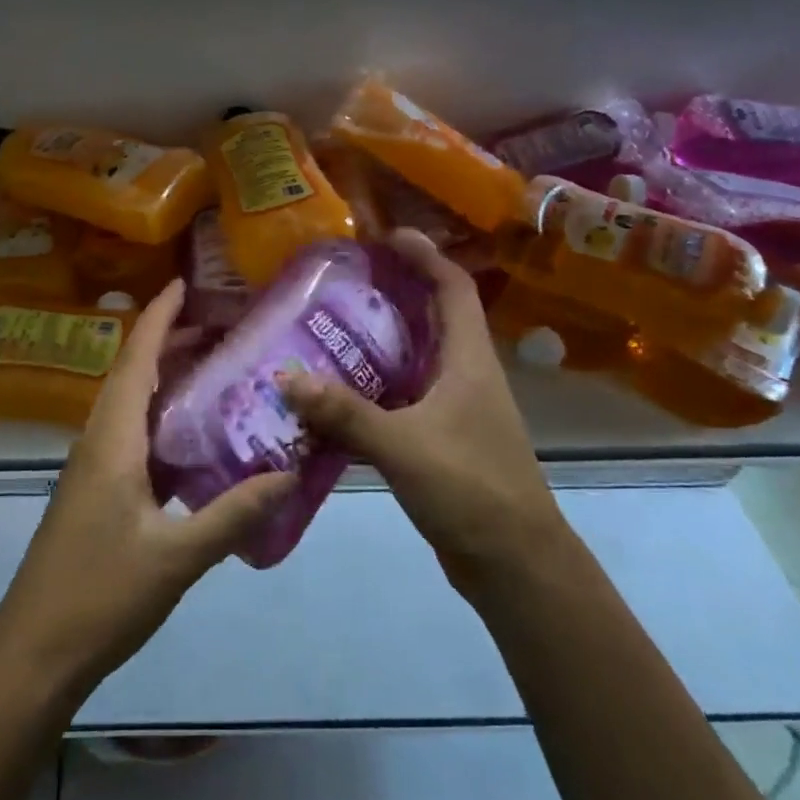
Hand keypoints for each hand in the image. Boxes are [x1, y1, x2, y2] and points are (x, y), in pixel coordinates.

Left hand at [0, 279, 295, 698]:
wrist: (35, 652)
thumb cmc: (101, 595)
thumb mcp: (177, 556)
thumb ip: (234, 513)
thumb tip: (290, 474)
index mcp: (112, 440)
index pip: (136, 360)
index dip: (158, 318)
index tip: (183, 283)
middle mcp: (97, 442)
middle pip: (132, 375)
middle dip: (169, 343)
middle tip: (220, 329)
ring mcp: (91, 469)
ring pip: (129, 406)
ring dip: (164, 381)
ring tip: (214, 371)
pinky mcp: (94, 494)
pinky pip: (130, 437)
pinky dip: (160, 421)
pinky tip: (193, 439)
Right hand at [283, 229, 560, 595]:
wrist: (515, 564)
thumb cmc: (471, 488)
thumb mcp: (403, 445)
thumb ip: (344, 412)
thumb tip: (285, 377)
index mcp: (468, 361)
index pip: (452, 288)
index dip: (425, 255)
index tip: (387, 235)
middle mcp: (464, 376)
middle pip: (431, 319)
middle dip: (392, 294)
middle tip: (340, 284)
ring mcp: (455, 411)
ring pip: (412, 362)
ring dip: (376, 346)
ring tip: (325, 333)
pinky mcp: (440, 443)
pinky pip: (400, 402)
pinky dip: (370, 393)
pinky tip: (332, 401)